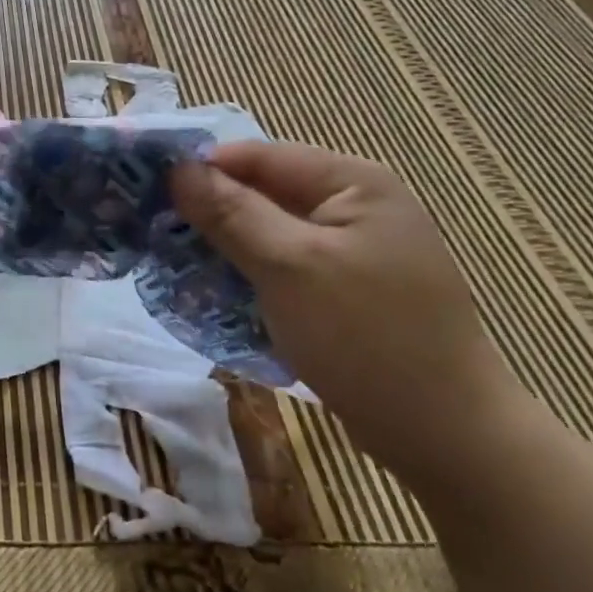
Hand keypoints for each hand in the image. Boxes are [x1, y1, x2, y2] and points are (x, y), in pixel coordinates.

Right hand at [173, 141, 529, 488]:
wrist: (446, 436)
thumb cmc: (366, 337)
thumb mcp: (289, 267)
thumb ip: (231, 213)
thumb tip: (177, 169)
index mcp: (351, 182)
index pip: (257, 156)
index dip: (201, 170)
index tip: (146, 195)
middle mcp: (353, 205)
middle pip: (261, 192)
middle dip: (209, 213)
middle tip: (154, 236)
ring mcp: (351, 249)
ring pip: (267, 232)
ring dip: (224, 248)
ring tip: (174, 266)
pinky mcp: (343, 288)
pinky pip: (282, 266)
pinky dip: (248, 275)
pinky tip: (215, 295)